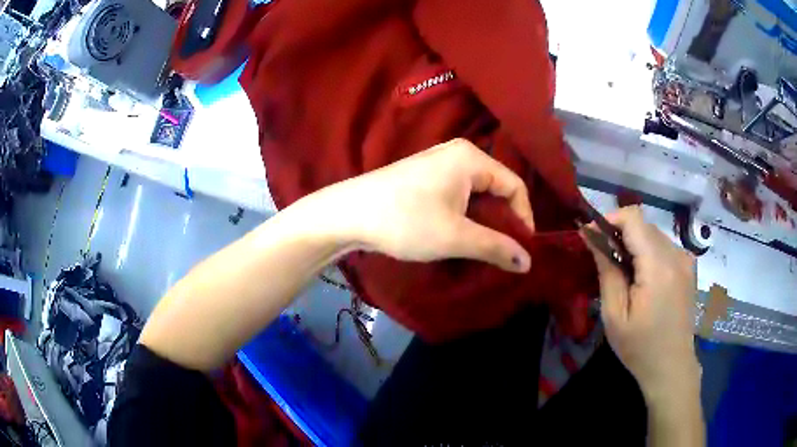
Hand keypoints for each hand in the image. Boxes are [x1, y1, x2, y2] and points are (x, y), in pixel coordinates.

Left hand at [305, 138, 535, 271]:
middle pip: (497, 189)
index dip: (523, 219)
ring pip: (476, 195)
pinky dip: (465, 217)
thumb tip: (528, 262)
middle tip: (502, 253)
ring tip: (483, 250)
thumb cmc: (406, 220)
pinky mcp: (425, 177)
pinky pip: (458, 196)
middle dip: (502, 222)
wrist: (348, 214)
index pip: (515, 186)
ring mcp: (439, 164)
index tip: (521, 250)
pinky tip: (460, 237)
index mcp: (472, 158)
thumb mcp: (456, 236)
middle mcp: (459, 154)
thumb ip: (496, 247)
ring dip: (483, 222)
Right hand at [584, 207, 699, 402]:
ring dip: (633, 243)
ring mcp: (685, 259)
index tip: (592, 236)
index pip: (634, 218)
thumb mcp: (615, 315)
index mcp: (659, 267)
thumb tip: (592, 235)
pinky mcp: (688, 266)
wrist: (672, 366)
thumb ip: (606, 270)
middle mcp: (676, 255)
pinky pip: (663, 246)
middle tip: (602, 259)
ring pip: (653, 234)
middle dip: (619, 234)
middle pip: (643, 225)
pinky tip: (641, 278)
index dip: (610, 219)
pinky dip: (647, 252)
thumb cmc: (640, 347)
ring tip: (622, 273)